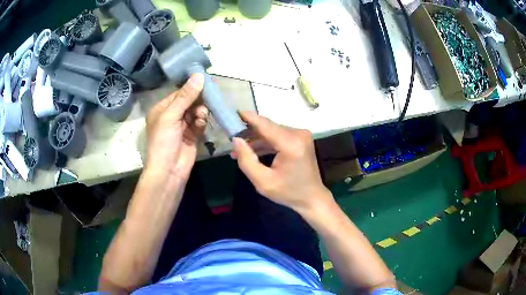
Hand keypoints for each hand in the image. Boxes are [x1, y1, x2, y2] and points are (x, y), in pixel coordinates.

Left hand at [144, 73, 207, 183]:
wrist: (169, 171)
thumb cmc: (163, 141)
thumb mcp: (171, 116)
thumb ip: (185, 97)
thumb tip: (198, 76)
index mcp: (162, 109)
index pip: (178, 93)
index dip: (191, 87)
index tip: (206, 80)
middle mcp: (172, 116)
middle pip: (189, 101)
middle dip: (198, 99)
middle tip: (211, 95)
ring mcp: (182, 126)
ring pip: (196, 111)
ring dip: (200, 111)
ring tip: (201, 115)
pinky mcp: (192, 135)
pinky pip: (200, 123)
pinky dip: (202, 121)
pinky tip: (201, 123)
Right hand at [231, 111, 331, 212]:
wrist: (312, 197)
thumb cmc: (288, 192)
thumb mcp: (263, 182)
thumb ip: (246, 160)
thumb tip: (236, 139)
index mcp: (291, 144)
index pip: (265, 125)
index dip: (248, 118)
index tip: (232, 113)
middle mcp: (298, 134)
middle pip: (268, 127)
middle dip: (249, 132)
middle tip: (231, 138)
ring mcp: (301, 135)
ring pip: (272, 131)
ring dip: (256, 139)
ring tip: (238, 149)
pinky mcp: (300, 139)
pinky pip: (278, 136)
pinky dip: (266, 142)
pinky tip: (252, 150)